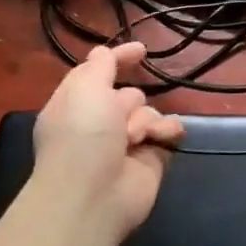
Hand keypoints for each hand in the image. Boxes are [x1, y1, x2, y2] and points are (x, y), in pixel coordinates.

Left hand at [31, 42, 184, 242]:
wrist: (94, 194)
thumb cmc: (82, 136)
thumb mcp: (85, 88)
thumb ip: (100, 66)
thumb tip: (104, 52)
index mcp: (76, 106)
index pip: (99, 74)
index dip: (117, 59)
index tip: (141, 50)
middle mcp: (100, 124)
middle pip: (129, 95)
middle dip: (129, 102)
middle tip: (118, 119)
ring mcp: (127, 143)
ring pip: (151, 112)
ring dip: (145, 121)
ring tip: (135, 139)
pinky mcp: (152, 158)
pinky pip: (168, 131)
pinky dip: (166, 132)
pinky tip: (161, 139)